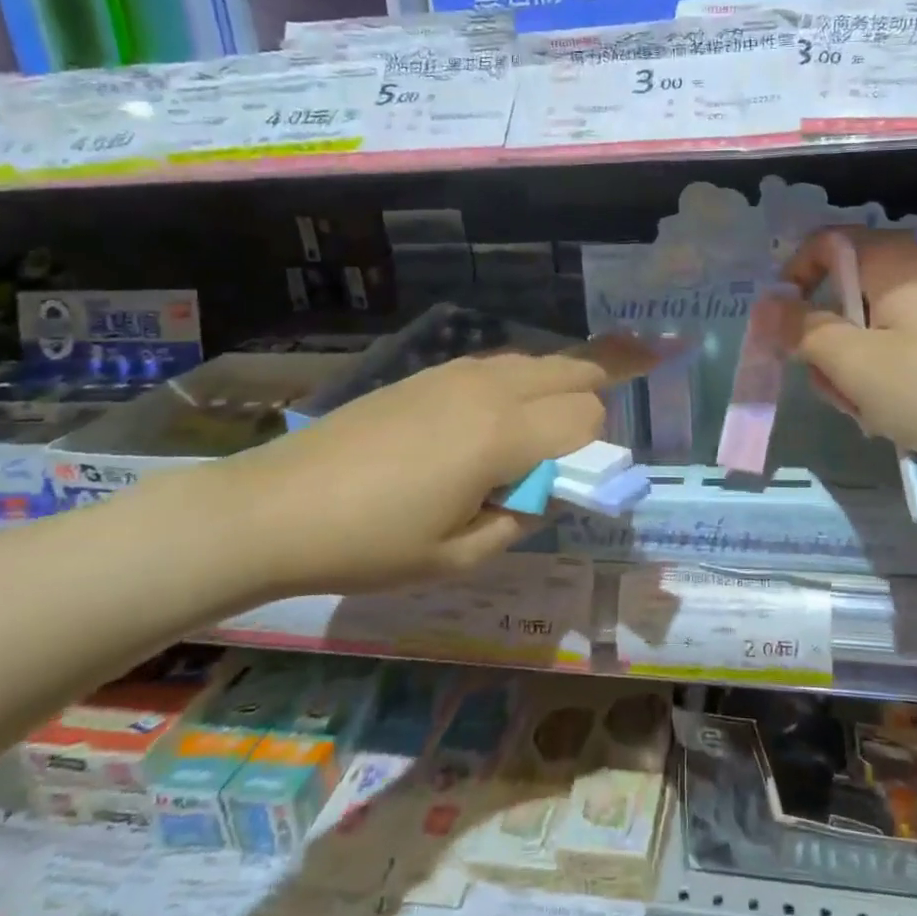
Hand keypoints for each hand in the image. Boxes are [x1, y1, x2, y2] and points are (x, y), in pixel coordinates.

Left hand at [208, 342, 650, 597]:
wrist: (274, 507)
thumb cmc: (369, 543)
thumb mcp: (459, 555)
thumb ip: (523, 517)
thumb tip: (548, 488)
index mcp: (501, 434)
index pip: (587, 417)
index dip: (597, 449)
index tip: (581, 481)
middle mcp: (489, 388)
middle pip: (576, 368)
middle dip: (606, 383)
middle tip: (642, 372)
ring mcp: (456, 373)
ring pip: (539, 361)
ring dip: (565, 382)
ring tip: (565, 413)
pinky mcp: (430, 373)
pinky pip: (502, 366)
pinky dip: (526, 382)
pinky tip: (506, 415)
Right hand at [784, 228, 916, 475]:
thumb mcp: (856, 365)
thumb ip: (804, 331)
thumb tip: (767, 304)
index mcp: (895, 261)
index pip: (826, 243)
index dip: (794, 278)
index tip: (784, 329)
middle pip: (849, 290)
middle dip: (829, 340)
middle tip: (836, 389)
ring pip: (877, 326)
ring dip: (860, 367)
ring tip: (874, 413)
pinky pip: (911, 344)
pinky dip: (894, 375)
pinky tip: (906, 415)